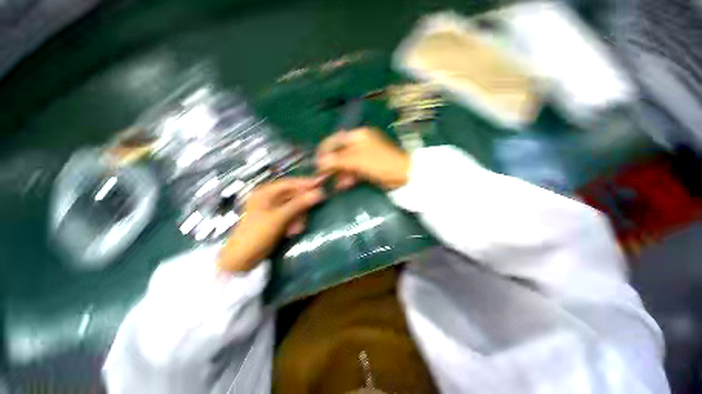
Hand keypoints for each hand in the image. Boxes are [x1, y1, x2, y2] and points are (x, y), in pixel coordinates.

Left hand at [217, 178, 324, 271]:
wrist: (242, 258)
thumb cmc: (257, 234)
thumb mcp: (279, 217)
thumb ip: (299, 204)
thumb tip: (320, 193)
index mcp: (266, 192)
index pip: (291, 183)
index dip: (306, 183)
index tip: (322, 184)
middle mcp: (270, 197)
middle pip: (294, 195)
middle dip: (302, 207)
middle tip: (308, 215)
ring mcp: (274, 209)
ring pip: (295, 207)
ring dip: (299, 217)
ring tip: (297, 229)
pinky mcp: (277, 219)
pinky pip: (292, 216)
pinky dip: (294, 222)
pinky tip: (292, 231)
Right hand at [316, 127, 409, 189]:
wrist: (403, 175)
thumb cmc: (381, 164)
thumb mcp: (358, 161)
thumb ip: (338, 160)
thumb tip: (320, 161)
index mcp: (357, 136)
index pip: (335, 141)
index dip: (324, 152)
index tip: (316, 164)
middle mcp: (359, 143)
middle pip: (340, 153)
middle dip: (332, 166)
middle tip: (323, 177)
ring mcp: (363, 155)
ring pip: (346, 163)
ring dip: (340, 174)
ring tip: (336, 185)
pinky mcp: (366, 166)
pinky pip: (353, 170)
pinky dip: (348, 177)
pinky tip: (344, 185)